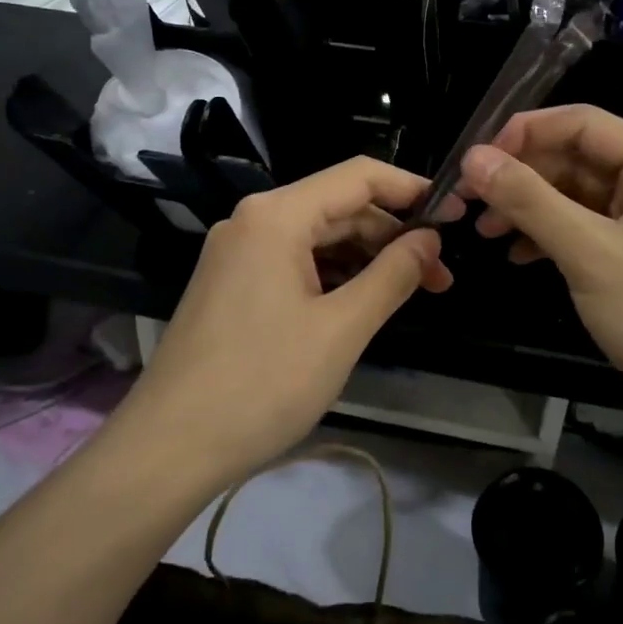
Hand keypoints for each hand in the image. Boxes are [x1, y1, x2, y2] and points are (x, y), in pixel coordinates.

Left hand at [131, 158, 457, 483]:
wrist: (169, 447)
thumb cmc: (263, 383)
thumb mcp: (341, 329)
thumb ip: (392, 275)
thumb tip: (429, 239)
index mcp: (276, 216)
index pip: (358, 177)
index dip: (410, 189)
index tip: (453, 215)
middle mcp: (253, 221)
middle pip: (337, 208)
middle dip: (391, 236)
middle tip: (439, 276)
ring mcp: (237, 253)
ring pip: (316, 238)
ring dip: (364, 259)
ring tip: (408, 293)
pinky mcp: (231, 284)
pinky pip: (293, 262)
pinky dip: (332, 276)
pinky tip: (361, 304)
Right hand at [456, 105, 622, 427]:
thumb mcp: (589, 252)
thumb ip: (529, 200)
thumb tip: (473, 158)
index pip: (584, 124)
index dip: (525, 133)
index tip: (476, 159)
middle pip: (577, 160)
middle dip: (521, 177)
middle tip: (469, 200)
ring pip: (577, 198)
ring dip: (530, 209)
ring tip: (485, 232)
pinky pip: (586, 231)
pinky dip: (550, 238)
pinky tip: (519, 256)